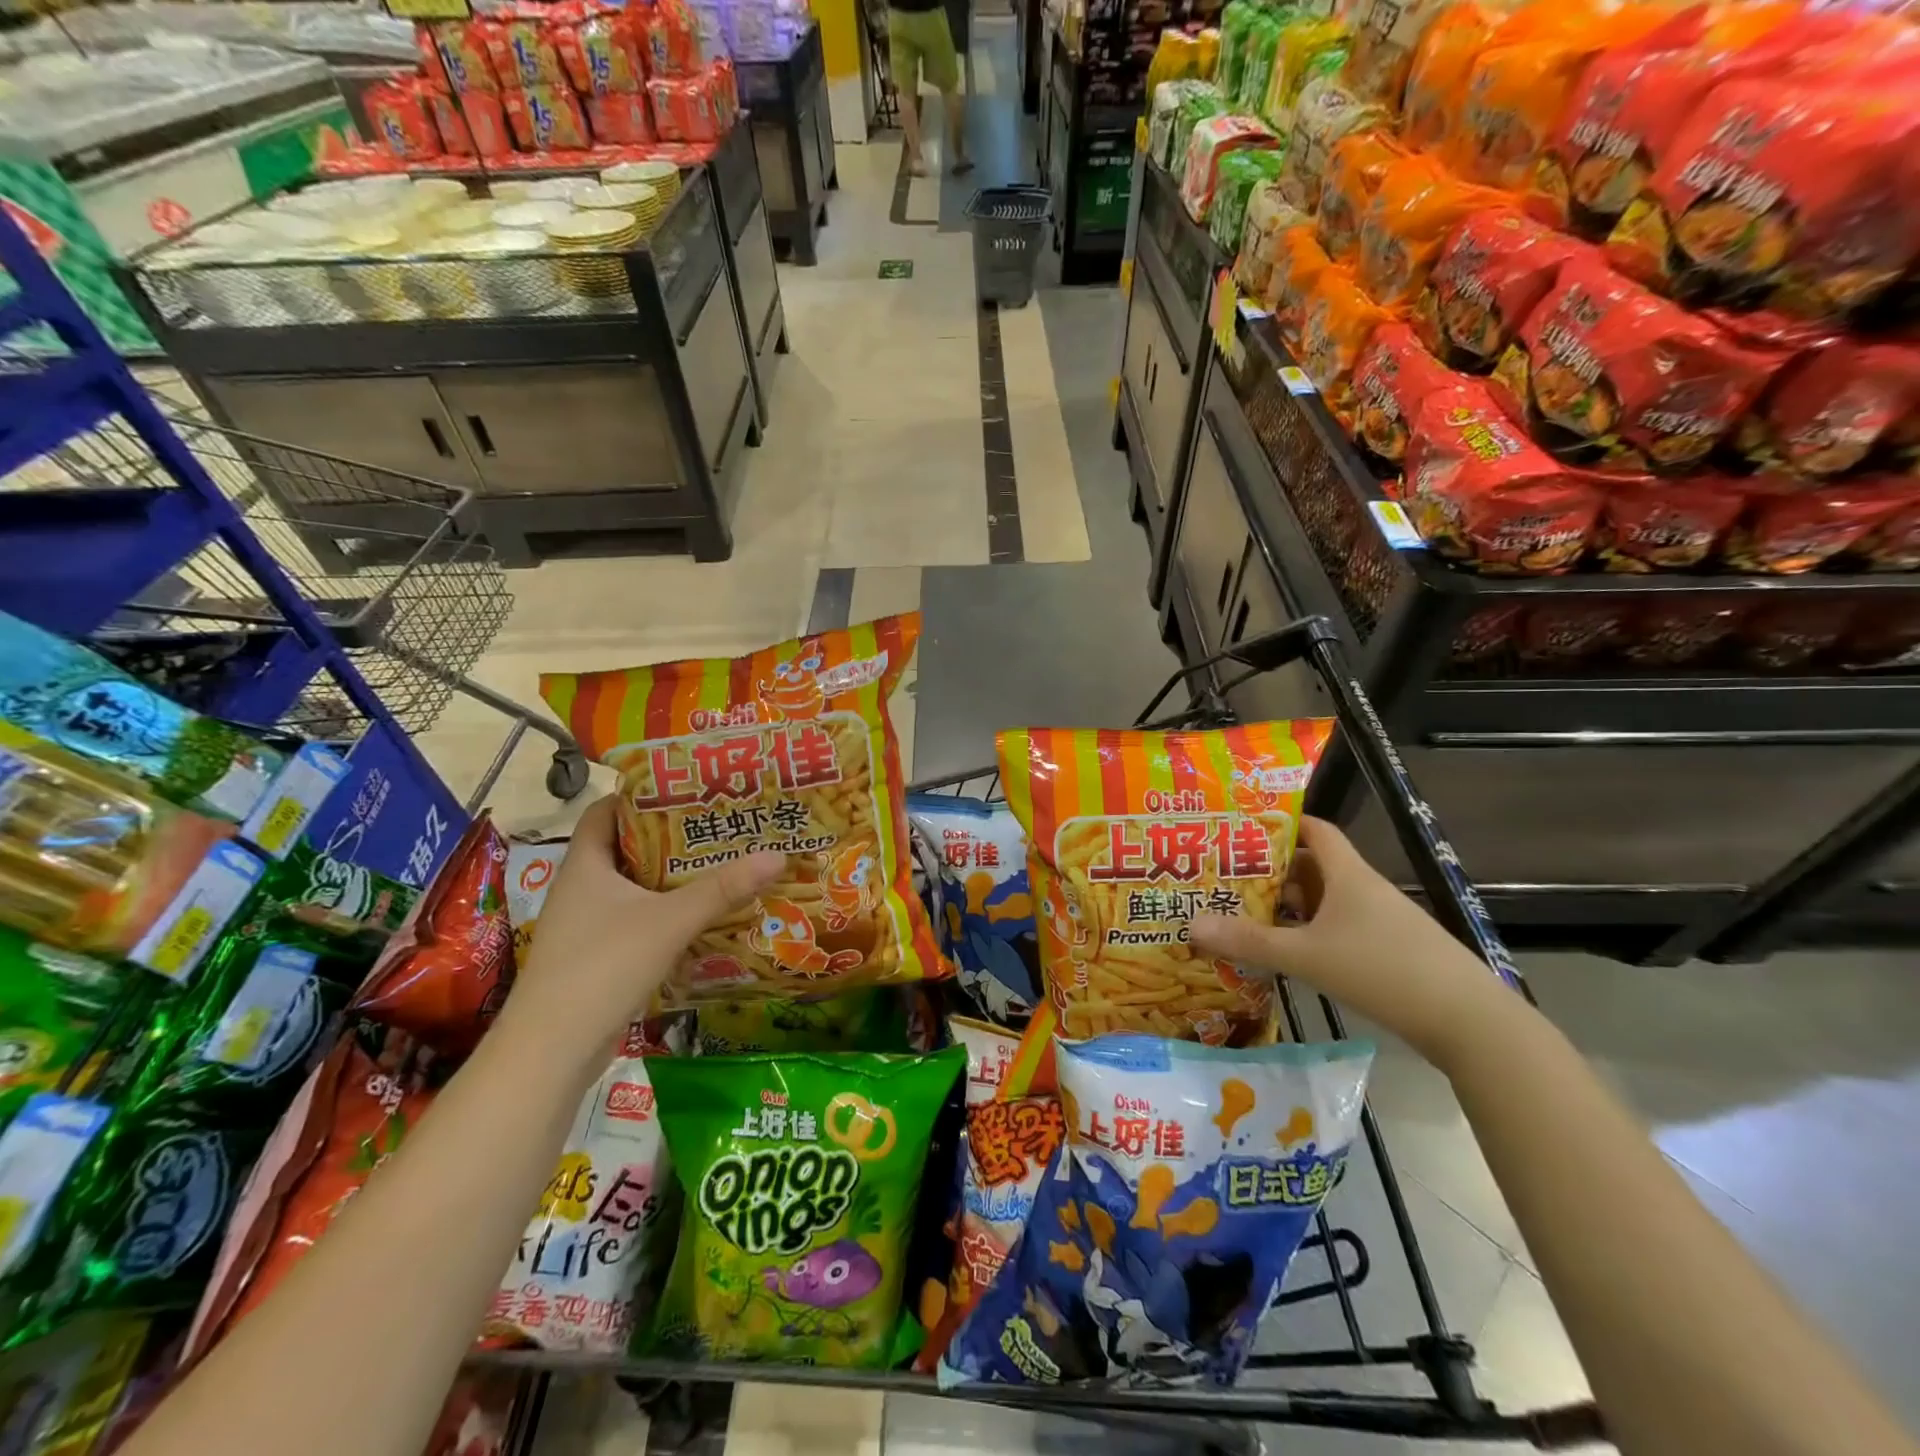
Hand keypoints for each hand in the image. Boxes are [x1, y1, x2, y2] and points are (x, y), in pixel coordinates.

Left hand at [502, 796, 782, 1066]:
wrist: (551, 1051)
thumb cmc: (603, 966)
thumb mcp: (670, 921)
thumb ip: (723, 889)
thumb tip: (777, 854)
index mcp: (585, 865)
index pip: (606, 811)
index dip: (641, 796)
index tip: (687, 790)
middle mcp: (581, 889)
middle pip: (626, 848)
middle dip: (670, 838)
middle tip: (718, 827)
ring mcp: (586, 926)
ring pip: (633, 888)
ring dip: (670, 879)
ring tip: (720, 866)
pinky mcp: (596, 958)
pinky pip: (635, 921)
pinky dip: (665, 914)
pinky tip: (701, 918)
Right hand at [1190, 816, 1515, 1067]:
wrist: (1470, 1022)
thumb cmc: (1383, 970)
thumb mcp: (1307, 956)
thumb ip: (1249, 941)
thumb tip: (1190, 925)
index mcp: (1348, 875)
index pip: (1316, 830)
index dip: (1283, 823)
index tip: (1244, 829)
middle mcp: (1365, 891)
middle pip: (1314, 867)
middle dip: (1273, 872)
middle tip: (1229, 879)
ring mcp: (1383, 923)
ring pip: (1327, 903)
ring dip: (1291, 908)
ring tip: (1247, 916)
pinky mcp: (1392, 952)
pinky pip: (1341, 930)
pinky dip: (1312, 935)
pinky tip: (1290, 956)